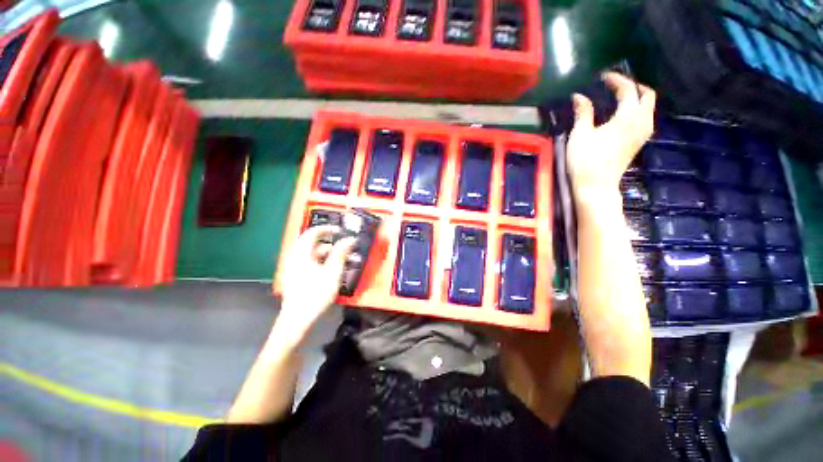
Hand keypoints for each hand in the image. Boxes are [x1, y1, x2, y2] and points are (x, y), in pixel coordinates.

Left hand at [275, 225, 356, 343]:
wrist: (297, 320)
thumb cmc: (316, 294)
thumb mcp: (332, 272)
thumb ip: (341, 253)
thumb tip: (350, 239)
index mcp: (301, 254)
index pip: (312, 232)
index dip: (327, 229)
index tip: (341, 231)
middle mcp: (295, 258)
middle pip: (313, 243)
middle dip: (331, 243)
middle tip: (345, 245)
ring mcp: (294, 268)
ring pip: (313, 254)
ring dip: (329, 253)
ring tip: (344, 259)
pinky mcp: (296, 277)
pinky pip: (310, 263)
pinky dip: (323, 262)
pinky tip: (334, 270)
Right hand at [566, 72, 655, 199]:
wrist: (595, 186)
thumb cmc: (585, 160)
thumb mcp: (581, 134)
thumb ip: (583, 112)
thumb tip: (578, 96)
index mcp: (628, 117)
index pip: (628, 89)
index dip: (616, 80)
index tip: (603, 76)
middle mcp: (641, 121)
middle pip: (647, 95)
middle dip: (633, 86)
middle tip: (616, 85)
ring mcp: (643, 133)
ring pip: (648, 107)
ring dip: (637, 97)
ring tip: (619, 97)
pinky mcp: (639, 142)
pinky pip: (645, 118)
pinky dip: (637, 109)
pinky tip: (623, 114)